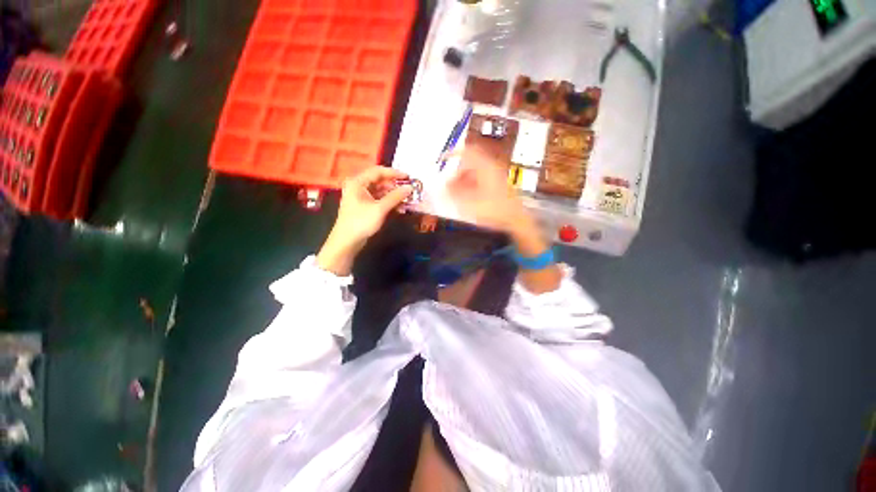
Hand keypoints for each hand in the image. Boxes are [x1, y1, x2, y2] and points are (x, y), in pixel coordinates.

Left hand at [317, 167, 411, 275]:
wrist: (347, 241)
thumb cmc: (361, 222)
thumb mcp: (380, 209)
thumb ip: (395, 197)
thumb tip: (410, 188)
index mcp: (358, 182)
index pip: (378, 171)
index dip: (394, 173)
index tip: (408, 177)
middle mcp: (358, 186)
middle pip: (380, 181)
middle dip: (395, 186)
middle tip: (409, 190)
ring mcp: (361, 196)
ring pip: (381, 191)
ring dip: (393, 195)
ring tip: (407, 200)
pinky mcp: (364, 206)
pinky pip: (379, 199)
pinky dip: (389, 202)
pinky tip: (399, 208)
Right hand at [447, 148, 547, 257]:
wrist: (516, 220)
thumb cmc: (495, 210)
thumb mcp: (470, 203)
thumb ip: (454, 194)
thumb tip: (444, 187)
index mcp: (486, 167)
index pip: (467, 151)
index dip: (453, 153)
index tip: (442, 159)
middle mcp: (492, 168)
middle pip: (470, 164)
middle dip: (457, 174)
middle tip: (449, 185)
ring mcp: (497, 177)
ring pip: (475, 173)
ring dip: (463, 181)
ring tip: (457, 194)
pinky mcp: (498, 186)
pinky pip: (481, 181)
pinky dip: (471, 186)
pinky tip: (468, 198)